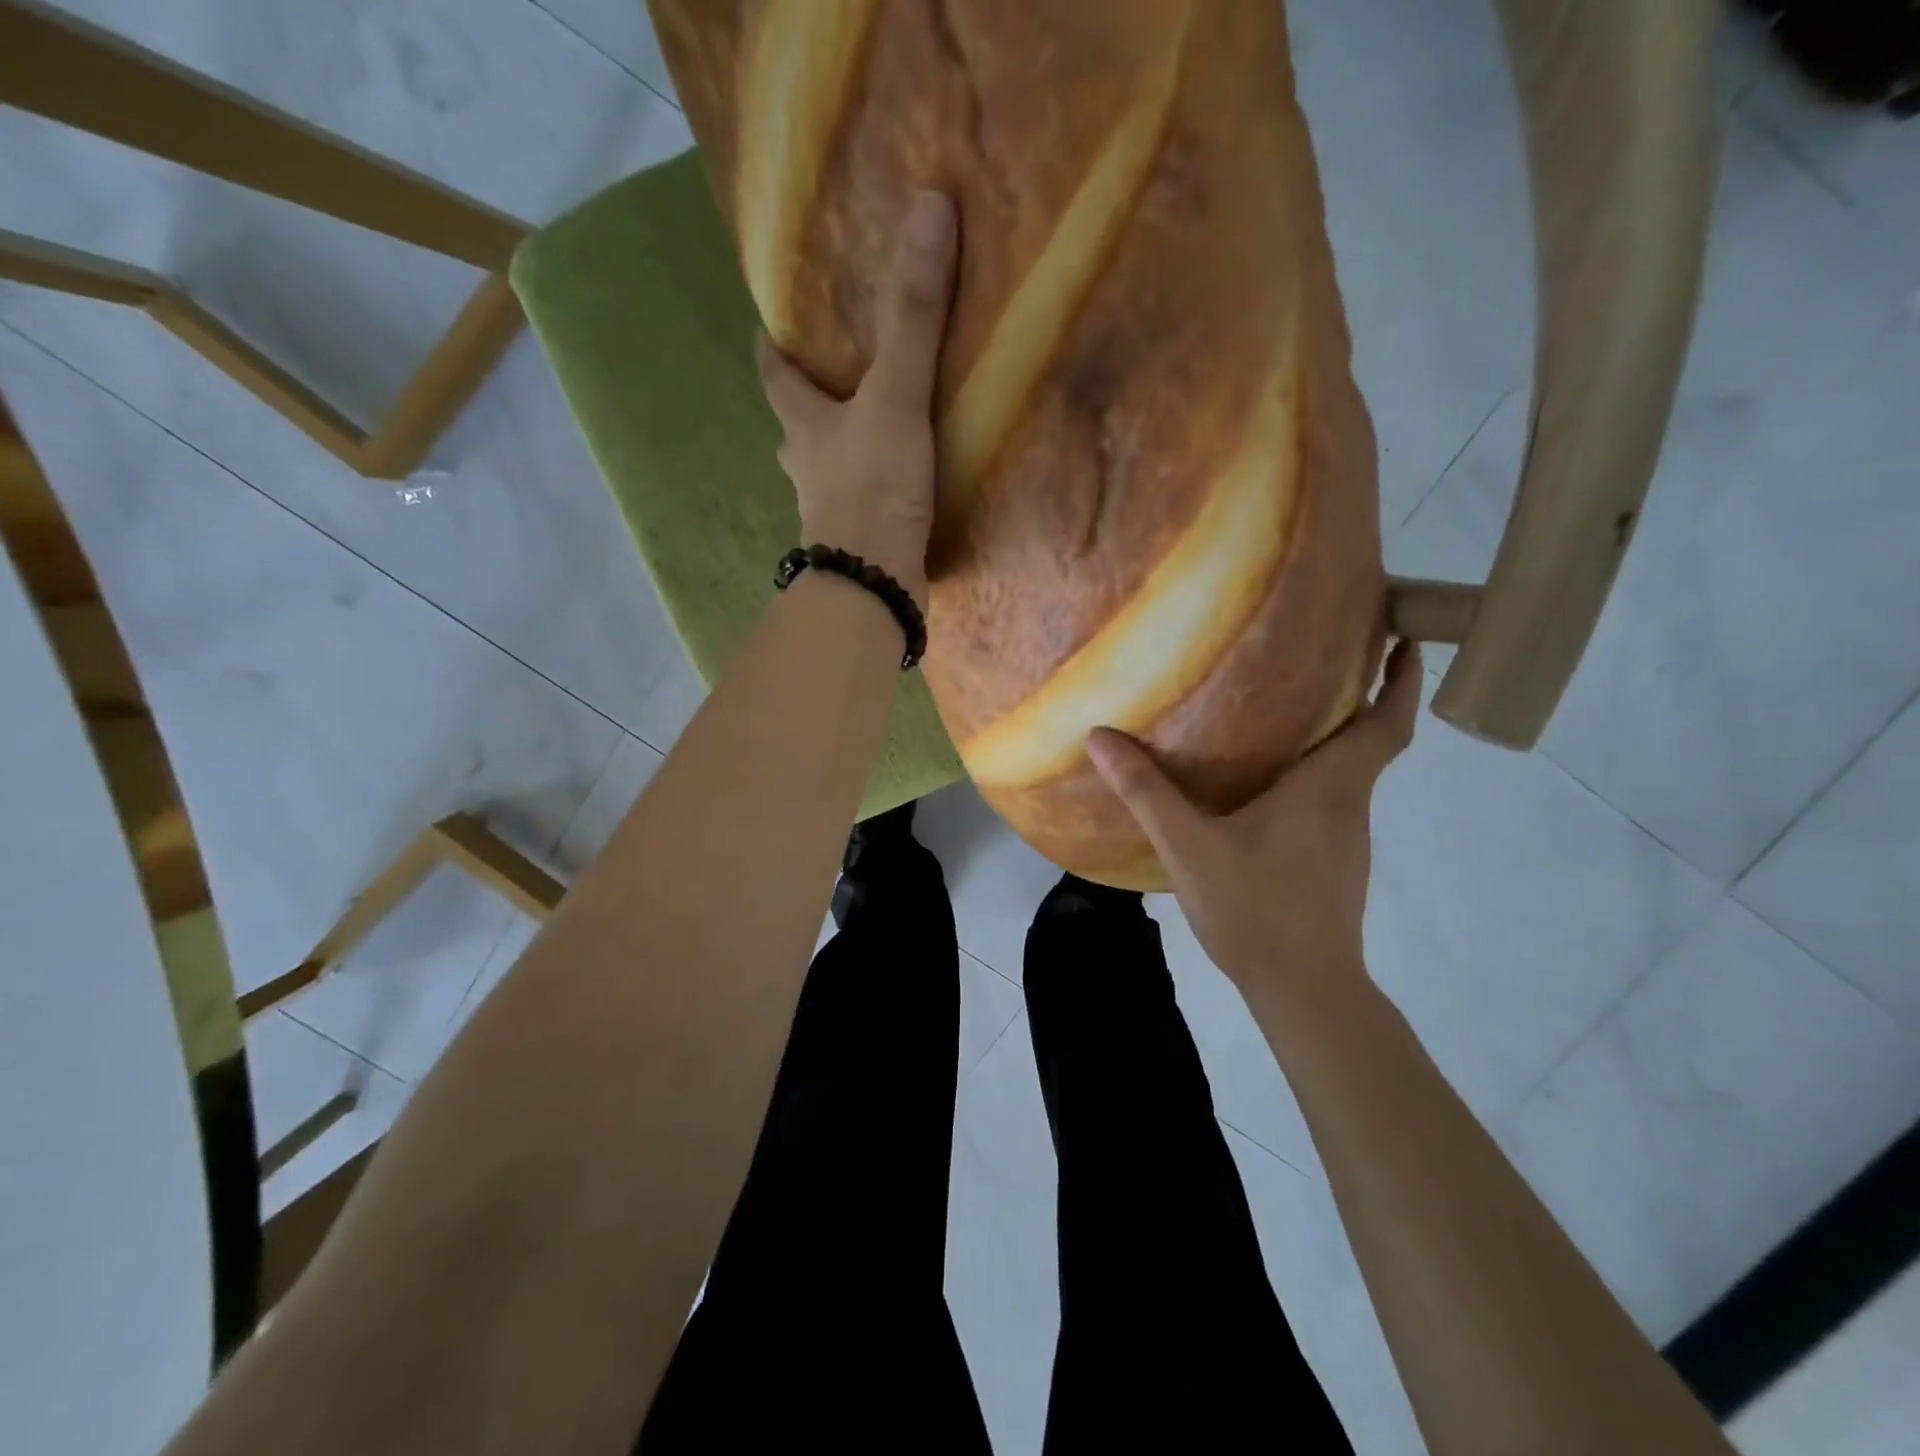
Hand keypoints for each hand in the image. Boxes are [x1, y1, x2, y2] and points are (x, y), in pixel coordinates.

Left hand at [756, 191, 958, 609]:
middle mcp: (806, 465)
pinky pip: (859, 503)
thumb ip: (912, 315)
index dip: (773, 346)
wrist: (874, 583)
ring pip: (825, 467)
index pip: (774, 372)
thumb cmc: (872, 487)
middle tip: (836, 374)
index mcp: (802, 422)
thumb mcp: (894, 396)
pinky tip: (897, 488)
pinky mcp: (857, 542)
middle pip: (796, 421)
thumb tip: (930, 209)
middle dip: (808, 398)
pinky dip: (871, 490)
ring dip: (840, 448)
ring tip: (871, 428)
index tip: (776, 323)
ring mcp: (827, 509)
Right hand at [1086, 640, 1422, 1008]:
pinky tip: (1269, 783)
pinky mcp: (1334, 862)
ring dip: (1335, 735)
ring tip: (1288, 708)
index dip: (1403, 679)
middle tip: (1327, 652)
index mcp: (1330, 788)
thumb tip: (1100, 737)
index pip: (1387, 723)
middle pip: (1370, 740)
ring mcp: (1347, 838)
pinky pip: (1331, 801)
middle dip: (1362, 693)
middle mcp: (1350, 805)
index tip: (1407, 635)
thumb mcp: (1189, 847)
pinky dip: (1315, 775)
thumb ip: (1146, 792)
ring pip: (1351, 772)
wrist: (1304, 991)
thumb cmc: (1256, 910)